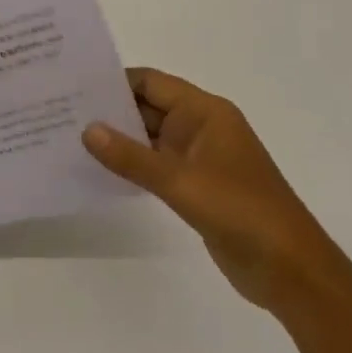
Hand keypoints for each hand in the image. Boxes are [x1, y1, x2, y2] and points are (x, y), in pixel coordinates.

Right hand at [84, 68, 322, 310]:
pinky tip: (100, 172)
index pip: (152, 83)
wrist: (290, 270)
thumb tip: (87, 129)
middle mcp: (200, 128)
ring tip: (71, 139)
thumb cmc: (241, 211)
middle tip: (61, 111)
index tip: (74, 85)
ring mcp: (199, 159)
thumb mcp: (181, 182)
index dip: (115, 82)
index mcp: (205, 112)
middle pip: (149, 108)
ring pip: (150, 139)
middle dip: (110, 111)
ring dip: (119, 140)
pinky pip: (156, 166)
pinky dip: (132, 166)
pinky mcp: (196, 187)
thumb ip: (132, 157)